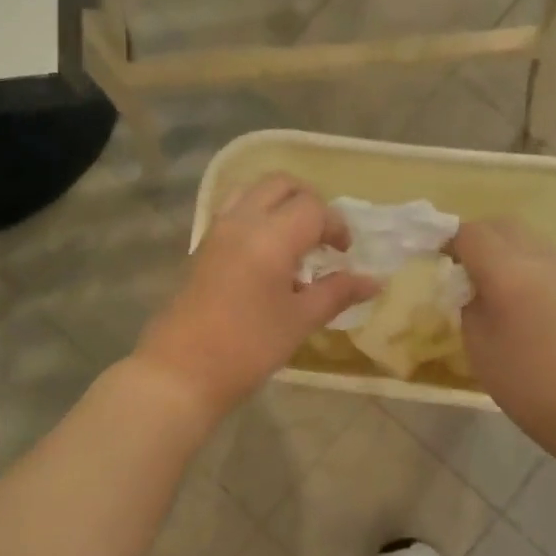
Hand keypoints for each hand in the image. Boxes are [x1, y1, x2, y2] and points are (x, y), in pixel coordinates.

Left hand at [135, 174, 378, 421]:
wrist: (182, 370)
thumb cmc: (248, 346)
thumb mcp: (300, 320)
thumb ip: (337, 292)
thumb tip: (373, 281)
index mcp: (271, 236)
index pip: (313, 207)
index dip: (336, 226)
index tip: (344, 254)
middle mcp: (242, 221)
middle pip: (280, 185)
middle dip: (309, 202)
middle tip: (323, 237)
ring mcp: (217, 231)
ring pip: (253, 192)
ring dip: (280, 204)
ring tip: (295, 241)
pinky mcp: (203, 246)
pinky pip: (234, 211)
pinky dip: (257, 216)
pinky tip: (268, 256)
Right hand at [453, 219, 555, 453]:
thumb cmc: (530, 384)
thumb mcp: (479, 346)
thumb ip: (468, 305)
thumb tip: (468, 287)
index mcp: (508, 270)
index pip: (470, 233)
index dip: (447, 239)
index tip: (434, 259)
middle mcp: (539, 258)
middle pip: (501, 226)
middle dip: (476, 238)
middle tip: (459, 267)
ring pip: (527, 239)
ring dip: (502, 249)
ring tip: (488, 284)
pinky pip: (544, 259)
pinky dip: (524, 264)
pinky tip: (519, 300)